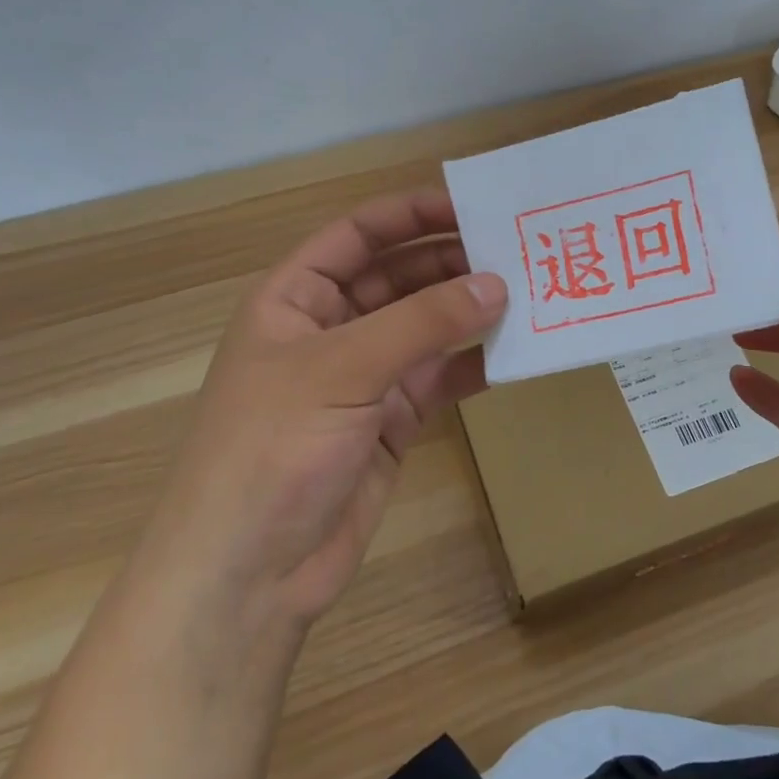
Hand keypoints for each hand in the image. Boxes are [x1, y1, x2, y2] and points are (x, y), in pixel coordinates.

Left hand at [139, 190, 506, 626]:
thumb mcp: (342, 370)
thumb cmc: (273, 449)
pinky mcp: (391, 423)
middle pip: (398, 278)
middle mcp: (330, 330)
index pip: (357, 236)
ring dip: (469, 313)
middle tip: (517, 252)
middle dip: (451, 264)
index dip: (409, 214)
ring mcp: (363, 378)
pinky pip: (439, 379)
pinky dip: (473, 365)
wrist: (250, 573)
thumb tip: (496, 284)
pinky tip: (514, 352)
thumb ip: (422, 323)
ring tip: (529, 294)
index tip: (472, 206)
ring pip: (425, 329)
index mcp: (295, 299)